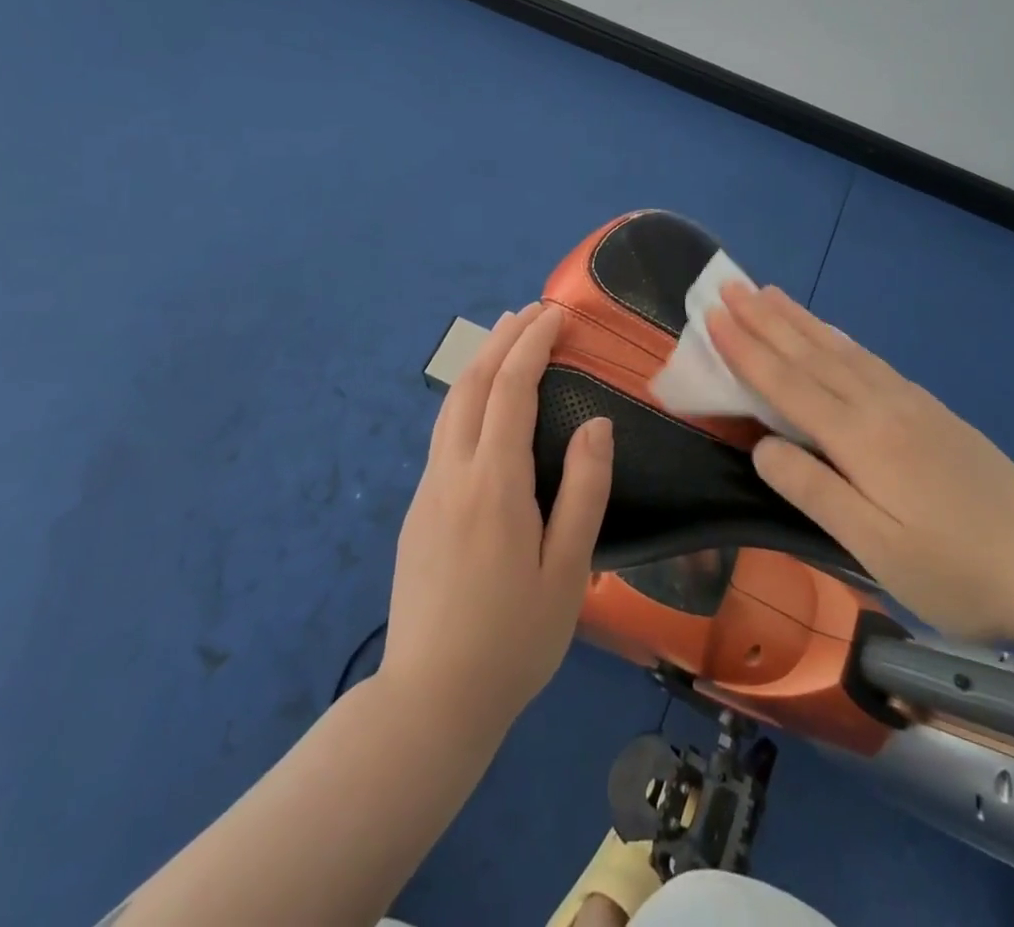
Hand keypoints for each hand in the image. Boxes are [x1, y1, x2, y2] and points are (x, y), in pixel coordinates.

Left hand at [381, 303, 613, 733]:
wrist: (429, 701)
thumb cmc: (514, 639)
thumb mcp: (568, 570)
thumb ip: (584, 491)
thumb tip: (597, 424)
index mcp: (494, 483)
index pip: (511, 390)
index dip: (532, 345)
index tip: (555, 314)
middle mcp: (452, 473)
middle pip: (471, 384)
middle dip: (501, 339)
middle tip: (532, 312)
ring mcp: (427, 490)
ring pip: (450, 406)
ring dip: (479, 363)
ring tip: (506, 339)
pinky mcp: (417, 511)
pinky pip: (443, 434)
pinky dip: (467, 397)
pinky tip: (484, 404)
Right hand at [706, 284, 1013, 642]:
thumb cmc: (956, 571)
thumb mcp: (875, 548)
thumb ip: (814, 491)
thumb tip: (762, 446)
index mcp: (860, 438)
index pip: (787, 383)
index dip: (746, 350)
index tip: (713, 315)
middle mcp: (881, 406)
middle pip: (810, 354)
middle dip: (765, 319)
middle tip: (730, 285)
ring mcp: (911, 403)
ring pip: (841, 349)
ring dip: (799, 319)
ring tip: (769, 292)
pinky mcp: (932, 410)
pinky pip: (870, 359)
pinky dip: (839, 338)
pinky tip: (832, 333)